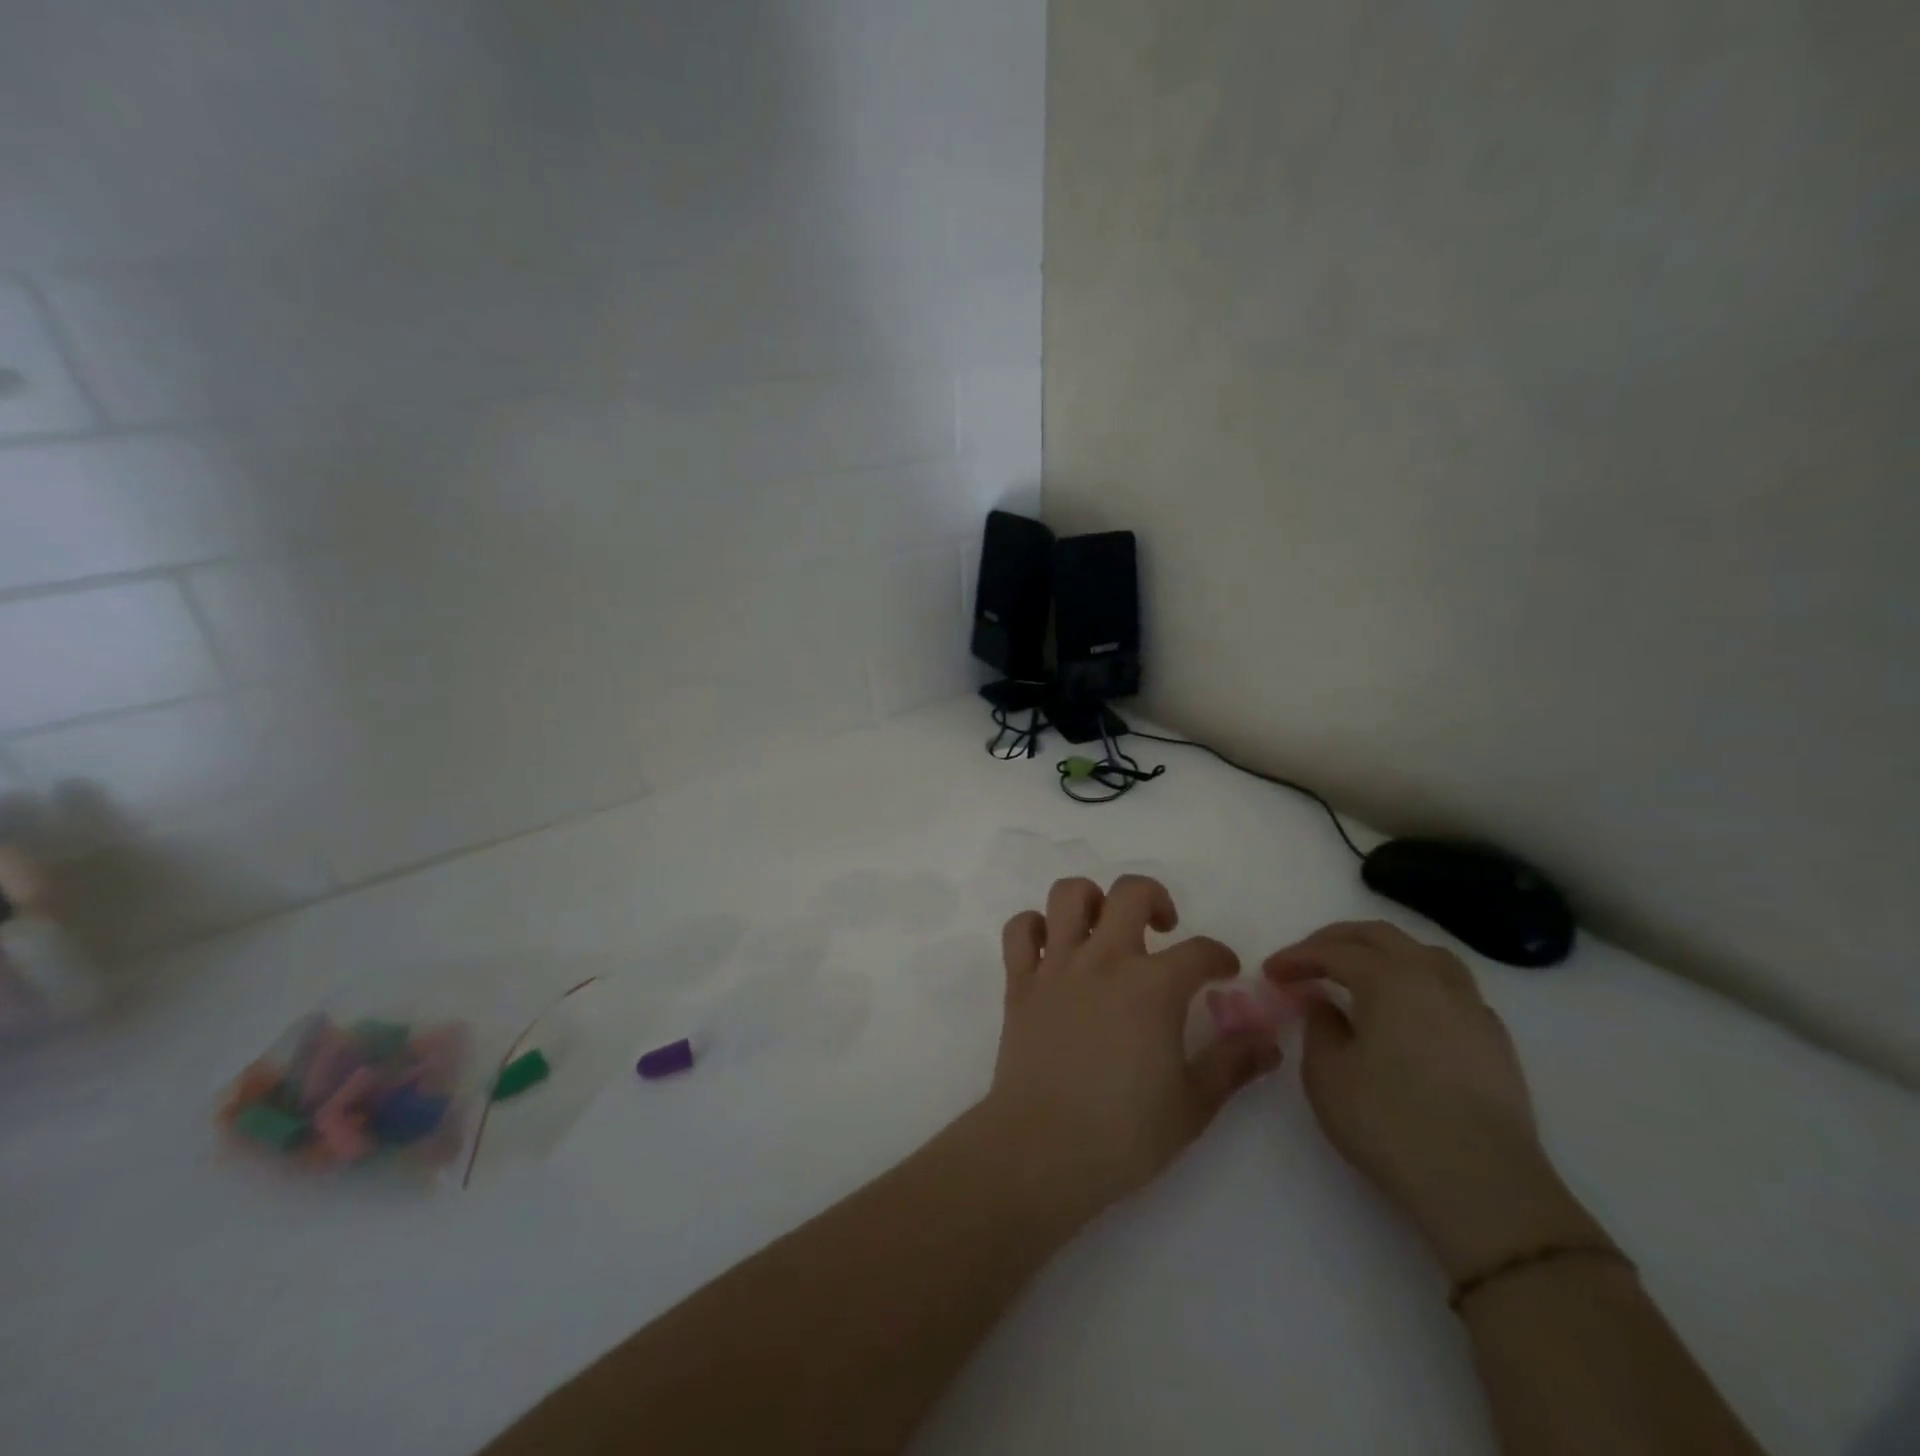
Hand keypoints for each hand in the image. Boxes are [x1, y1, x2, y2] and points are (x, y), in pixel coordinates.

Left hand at [981, 875, 1282, 1216]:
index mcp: (1153, 986)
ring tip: (1105, 927)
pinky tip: (1052, 948)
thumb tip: (1269, 1040)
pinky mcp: (1020, 982)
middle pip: (1130, 893)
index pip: (1200, 951)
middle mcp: (1105, 960)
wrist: (1042, 1150)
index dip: (1220, 957)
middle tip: (1163, 930)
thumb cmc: (1124, 1134)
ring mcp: (1056, 966)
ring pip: (1069, 896)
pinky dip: (1034, 927)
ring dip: (1091, 900)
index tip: (1224, 973)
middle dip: (1155, 899)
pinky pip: (1020, 930)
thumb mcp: (1194, 1105)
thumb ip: (1233, 1064)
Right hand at [1265, 921, 1599, 1279]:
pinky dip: (1418, 983)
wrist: (1484, 1186)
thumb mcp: (1327, 1073)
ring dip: (1383, 954)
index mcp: (1389, 978)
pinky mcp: (1494, 1041)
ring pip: (1424, 954)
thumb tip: (1324, 1002)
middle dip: (1336, 941)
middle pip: (1381, 937)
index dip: (1297, 957)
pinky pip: (1450, 988)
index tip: (1270, 973)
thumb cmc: (1389, 1122)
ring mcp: (1472, 1008)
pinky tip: (1406, 1013)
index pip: (1333, 952)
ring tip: (1359, 975)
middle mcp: (1433, 979)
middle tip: (1307, 960)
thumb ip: (1319, 1025)